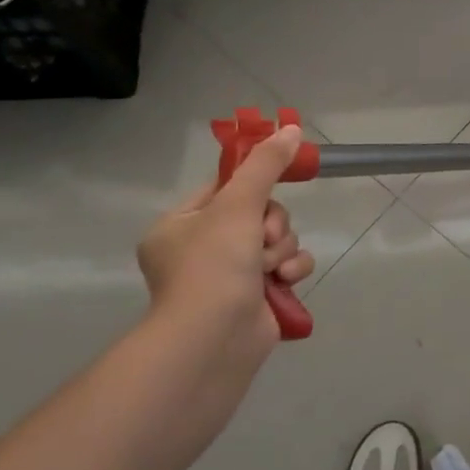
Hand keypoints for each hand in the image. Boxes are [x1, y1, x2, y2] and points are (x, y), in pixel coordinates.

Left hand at [137, 125, 315, 371]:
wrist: (214, 341)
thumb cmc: (213, 265)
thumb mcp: (238, 203)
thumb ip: (267, 164)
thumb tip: (290, 128)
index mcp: (179, 226)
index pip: (224, 187)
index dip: (252, 182)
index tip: (277, 176)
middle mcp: (200, 250)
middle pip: (258, 211)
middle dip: (271, 224)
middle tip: (263, 238)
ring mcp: (228, 277)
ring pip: (276, 238)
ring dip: (282, 248)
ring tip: (271, 268)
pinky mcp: (256, 298)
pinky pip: (286, 266)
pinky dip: (290, 270)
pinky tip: (284, 281)